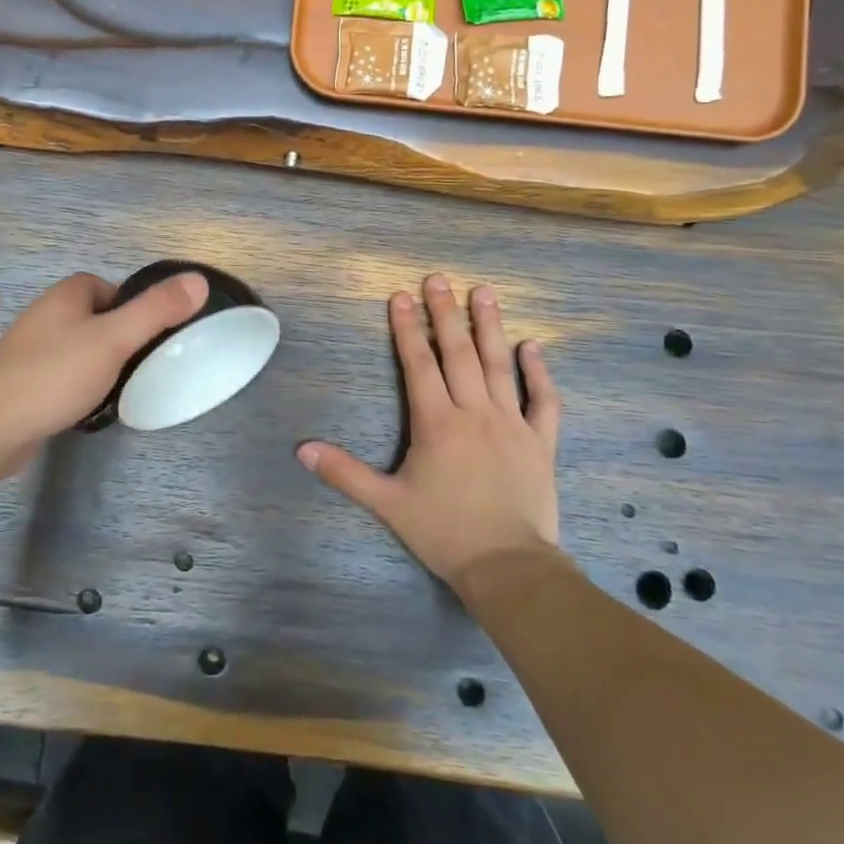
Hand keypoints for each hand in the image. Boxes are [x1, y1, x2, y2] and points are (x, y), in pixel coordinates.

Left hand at [0, 270, 208, 471]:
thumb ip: (156, 310)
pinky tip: (86, 405)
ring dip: (98, 362)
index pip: (105, 286)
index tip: (147, 334)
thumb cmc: (54, 375)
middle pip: (93, 316)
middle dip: (117, 336)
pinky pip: (60, 374)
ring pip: (77, 347)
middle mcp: (42, 316)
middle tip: (137, 363)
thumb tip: (198, 280)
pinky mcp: (21, 382)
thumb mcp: (114, 339)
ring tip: (117, 387)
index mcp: (63, 296)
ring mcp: (27, 351)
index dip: (130, 305)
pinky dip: (77, 384)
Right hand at [298, 273, 561, 595]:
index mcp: (436, 422)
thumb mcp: (387, 503)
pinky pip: (542, 400)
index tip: (401, 296)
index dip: (408, 328)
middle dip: (445, 313)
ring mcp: (511, 423)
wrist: (507, 565)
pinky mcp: (540, 441)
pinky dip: (537, 372)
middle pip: (457, 353)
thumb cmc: (443, 532)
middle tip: (438, 279)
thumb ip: (345, 473)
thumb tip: (302, 449)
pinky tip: (531, 347)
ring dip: (490, 326)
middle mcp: (473, 412)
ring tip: (484, 292)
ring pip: (498, 365)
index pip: (418, 364)